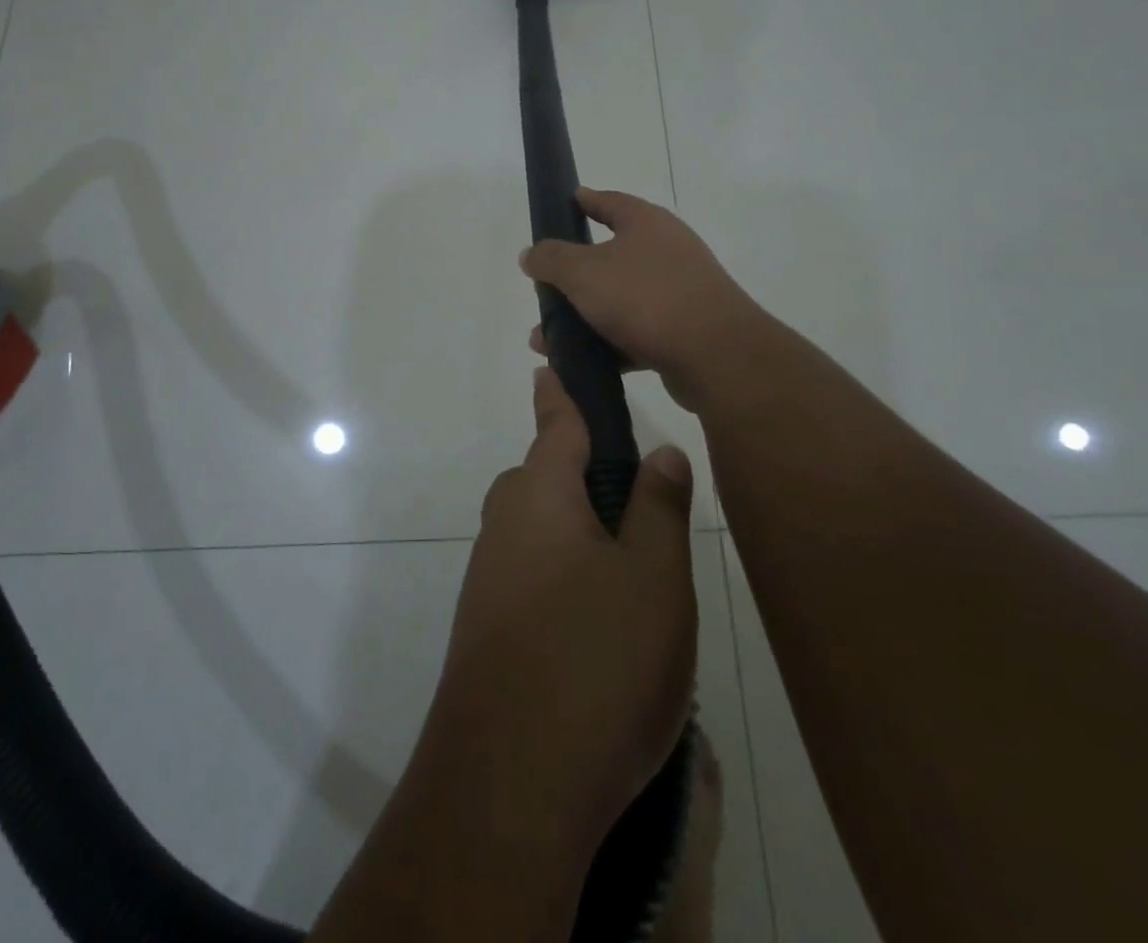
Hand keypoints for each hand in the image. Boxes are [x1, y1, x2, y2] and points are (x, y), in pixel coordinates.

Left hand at [414, 367, 697, 855]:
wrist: (508, 786)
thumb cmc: (595, 662)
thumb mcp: (653, 578)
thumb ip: (658, 507)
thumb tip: (659, 450)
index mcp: (540, 493)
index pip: (559, 421)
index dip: (568, 391)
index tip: (559, 361)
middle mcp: (505, 522)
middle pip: (551, 476)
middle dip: (591, 475)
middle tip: (648, 500)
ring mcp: (490, 575)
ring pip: (545, 529)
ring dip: (585, 534)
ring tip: (642, 573)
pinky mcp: (488, 625)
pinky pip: (535, 574)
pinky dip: (569, 578)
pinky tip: (605, 626)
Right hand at [521, 188, 765, 411]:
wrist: (716, 355)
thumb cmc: (645, 296)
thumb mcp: (583, 272)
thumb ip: (551, 259)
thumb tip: (531, 253)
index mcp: (646, 223)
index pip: (609, 201)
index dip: (584, 201)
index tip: (564, 203)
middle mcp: (666, 250)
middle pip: (610, 255)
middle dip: (572, 276)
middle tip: (544, 289)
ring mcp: (678, 291)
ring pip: (619, 299)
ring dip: (584, 316)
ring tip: (547, 340)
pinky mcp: (684, 330)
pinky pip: (636, 332)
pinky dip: (608, 343)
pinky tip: (582, 362)